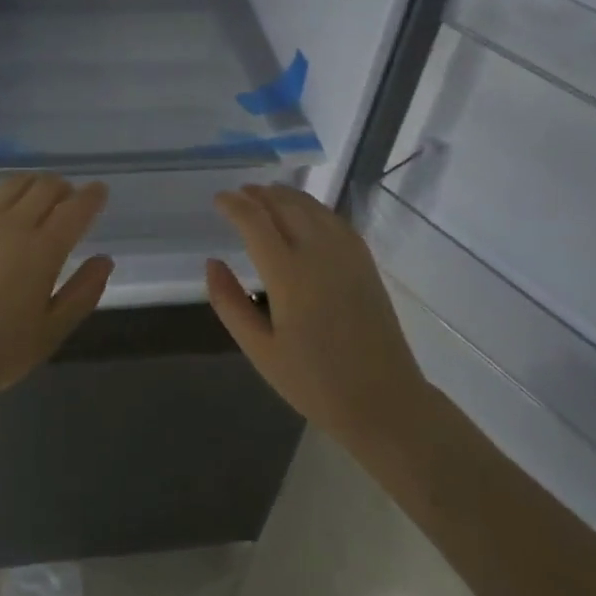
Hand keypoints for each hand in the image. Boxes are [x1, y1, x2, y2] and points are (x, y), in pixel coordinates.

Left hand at [0, 175, 111, 406]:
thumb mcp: (50, 332)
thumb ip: (82, 293)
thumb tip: (104, 260)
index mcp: (42, 249)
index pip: (75, 209)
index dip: (91, 196)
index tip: (99, 191)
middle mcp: (11, 224)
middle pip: (44, 187)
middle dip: (62, 188)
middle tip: (68, 199)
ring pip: (11, 183)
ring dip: (31, 184)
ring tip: (35, 197)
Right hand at [207, 184, 424, 453]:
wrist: (383, 401)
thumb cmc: (314, 382)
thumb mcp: (259, 350)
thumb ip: (229, 302)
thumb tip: (212, 262)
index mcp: (288, 275)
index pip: (255, 221)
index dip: (234, 205)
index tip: (218, 199)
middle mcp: (318, 253)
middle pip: (283, 205)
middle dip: (258, 194)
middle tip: (238, 194)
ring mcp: (346, 254)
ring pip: (311, 207)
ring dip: (284, 195)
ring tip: (265, 195)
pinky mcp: (365, 261)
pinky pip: (334, 219)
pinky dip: (312, 207)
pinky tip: (304, 212)